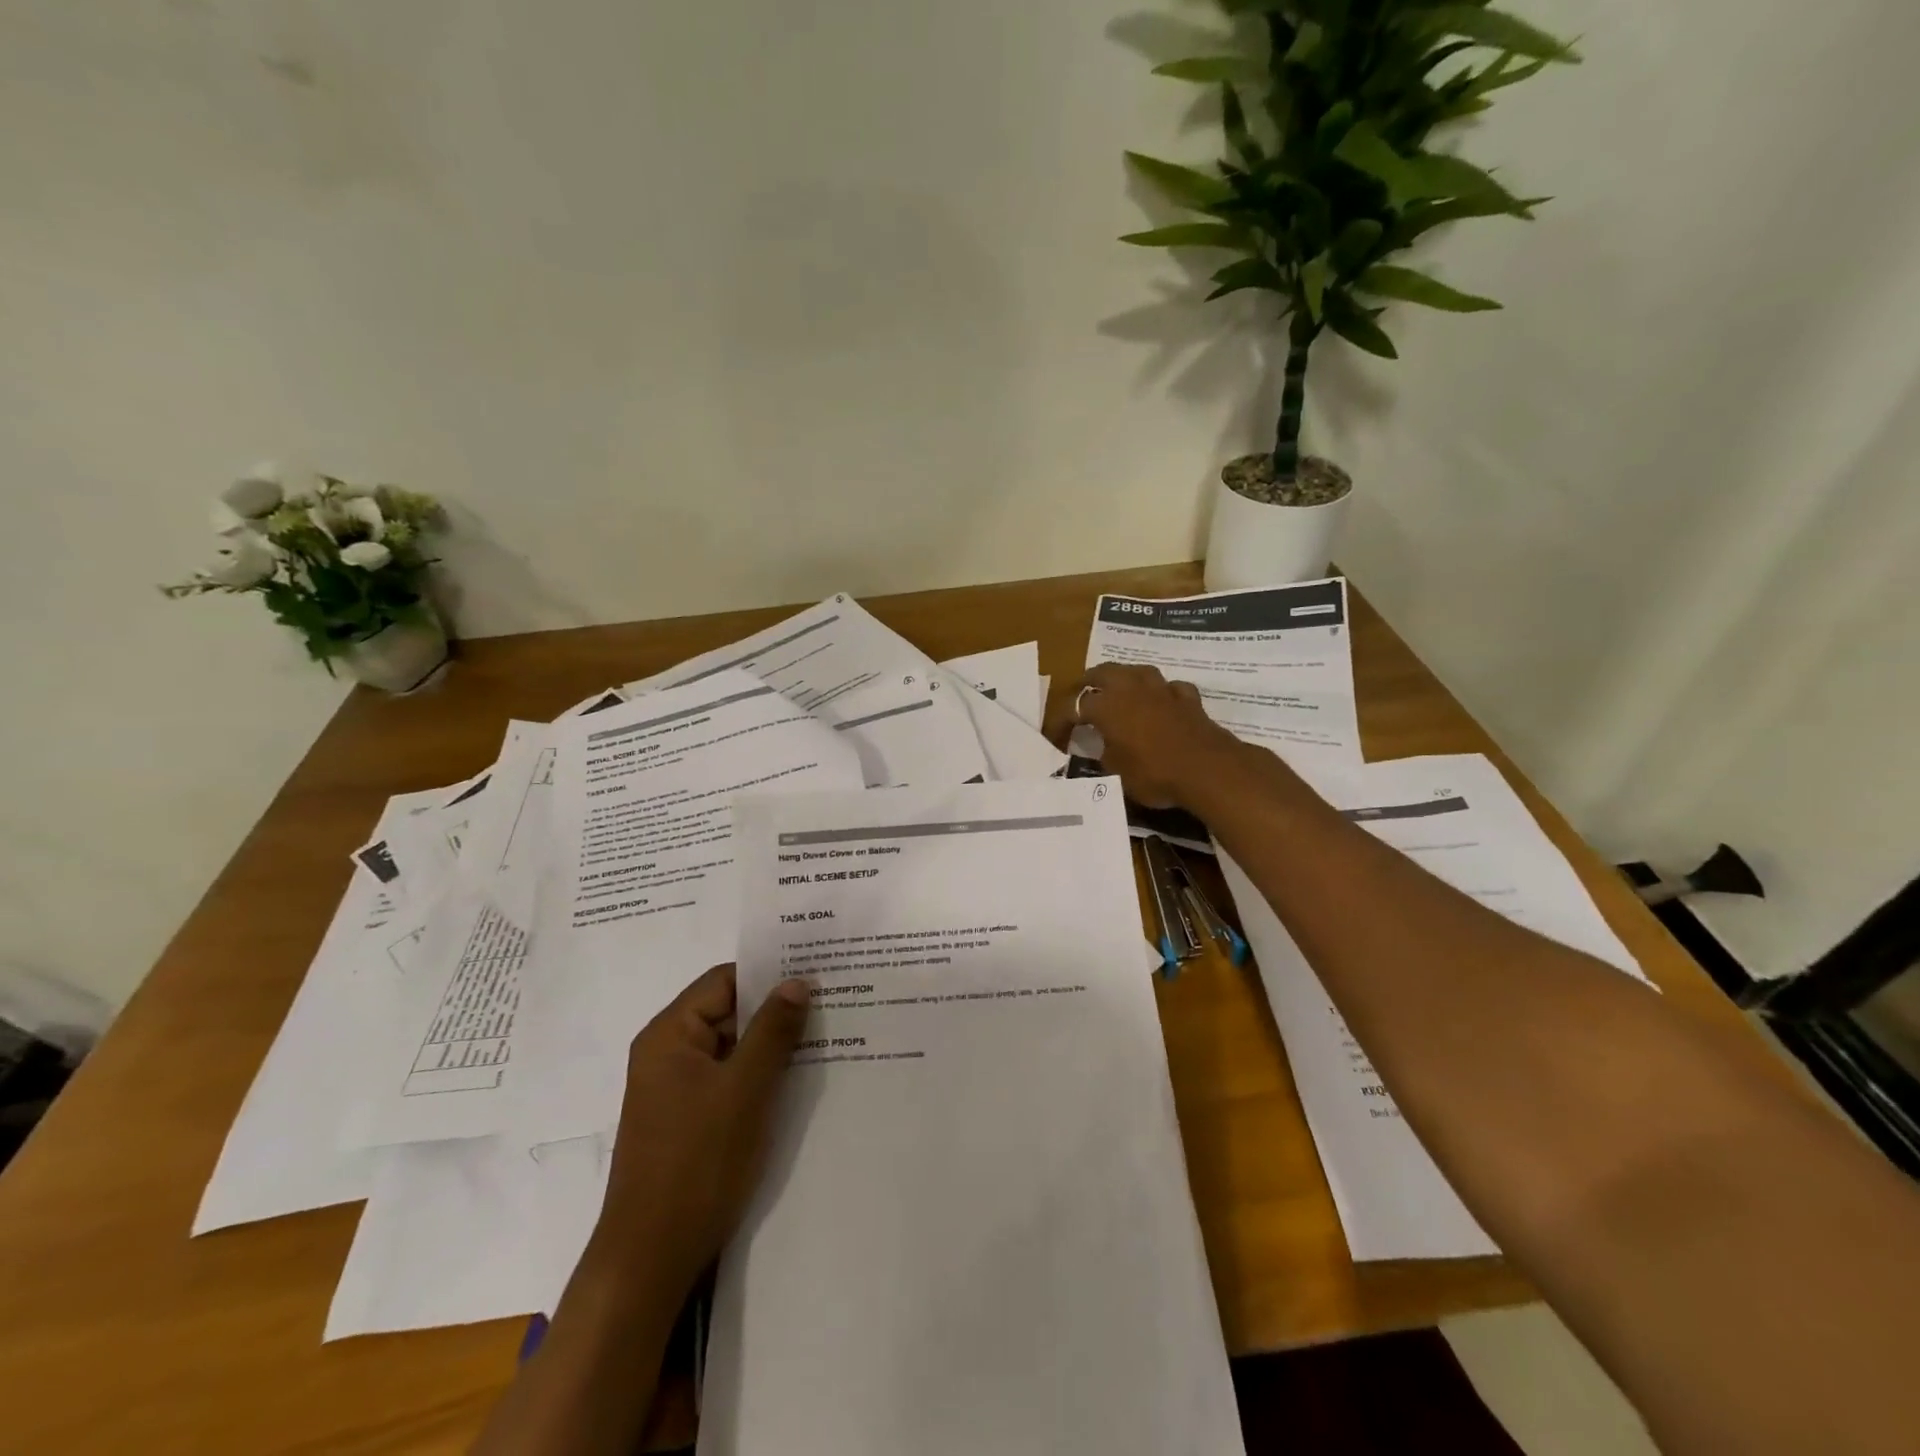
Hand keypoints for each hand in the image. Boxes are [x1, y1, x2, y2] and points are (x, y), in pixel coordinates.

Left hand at [586, 965, 810, 1299]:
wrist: (651, 1259)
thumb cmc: (697, 1163)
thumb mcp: (745, 1090)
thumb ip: (773, 1031)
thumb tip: (797, 982)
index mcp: (670, 1035)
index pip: (724, 981)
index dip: (768, 973)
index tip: (815, 973)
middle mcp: (668, 1054)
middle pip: (728, 1012)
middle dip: (776, 1010)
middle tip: (830, 1005)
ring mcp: (676, 1089)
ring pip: (732, 1048)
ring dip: (771, 1045)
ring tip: (824, 1038)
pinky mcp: (688, 1120)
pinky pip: (728, 1079)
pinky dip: (759, 1075)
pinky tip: (797, 1079)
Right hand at [1069, 663, 1247, 809]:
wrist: (1207, 769)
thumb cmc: (1154, 773)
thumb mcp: (1116, 772)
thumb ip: (1103, 754)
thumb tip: (1099, 748)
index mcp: (1106, 705)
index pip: (1071, 707)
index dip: (1058, 723)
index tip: (1053, 740)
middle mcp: (1130, 688)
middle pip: (1101, 673)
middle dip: (1086, 684)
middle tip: (1079, 699)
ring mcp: (1161, 689)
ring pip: (1135, 671)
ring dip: (1122, 679)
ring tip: (1116, 692)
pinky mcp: (1187, 698)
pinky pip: (1168, 687)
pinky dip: (1159, 693)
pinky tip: (1159, 703)